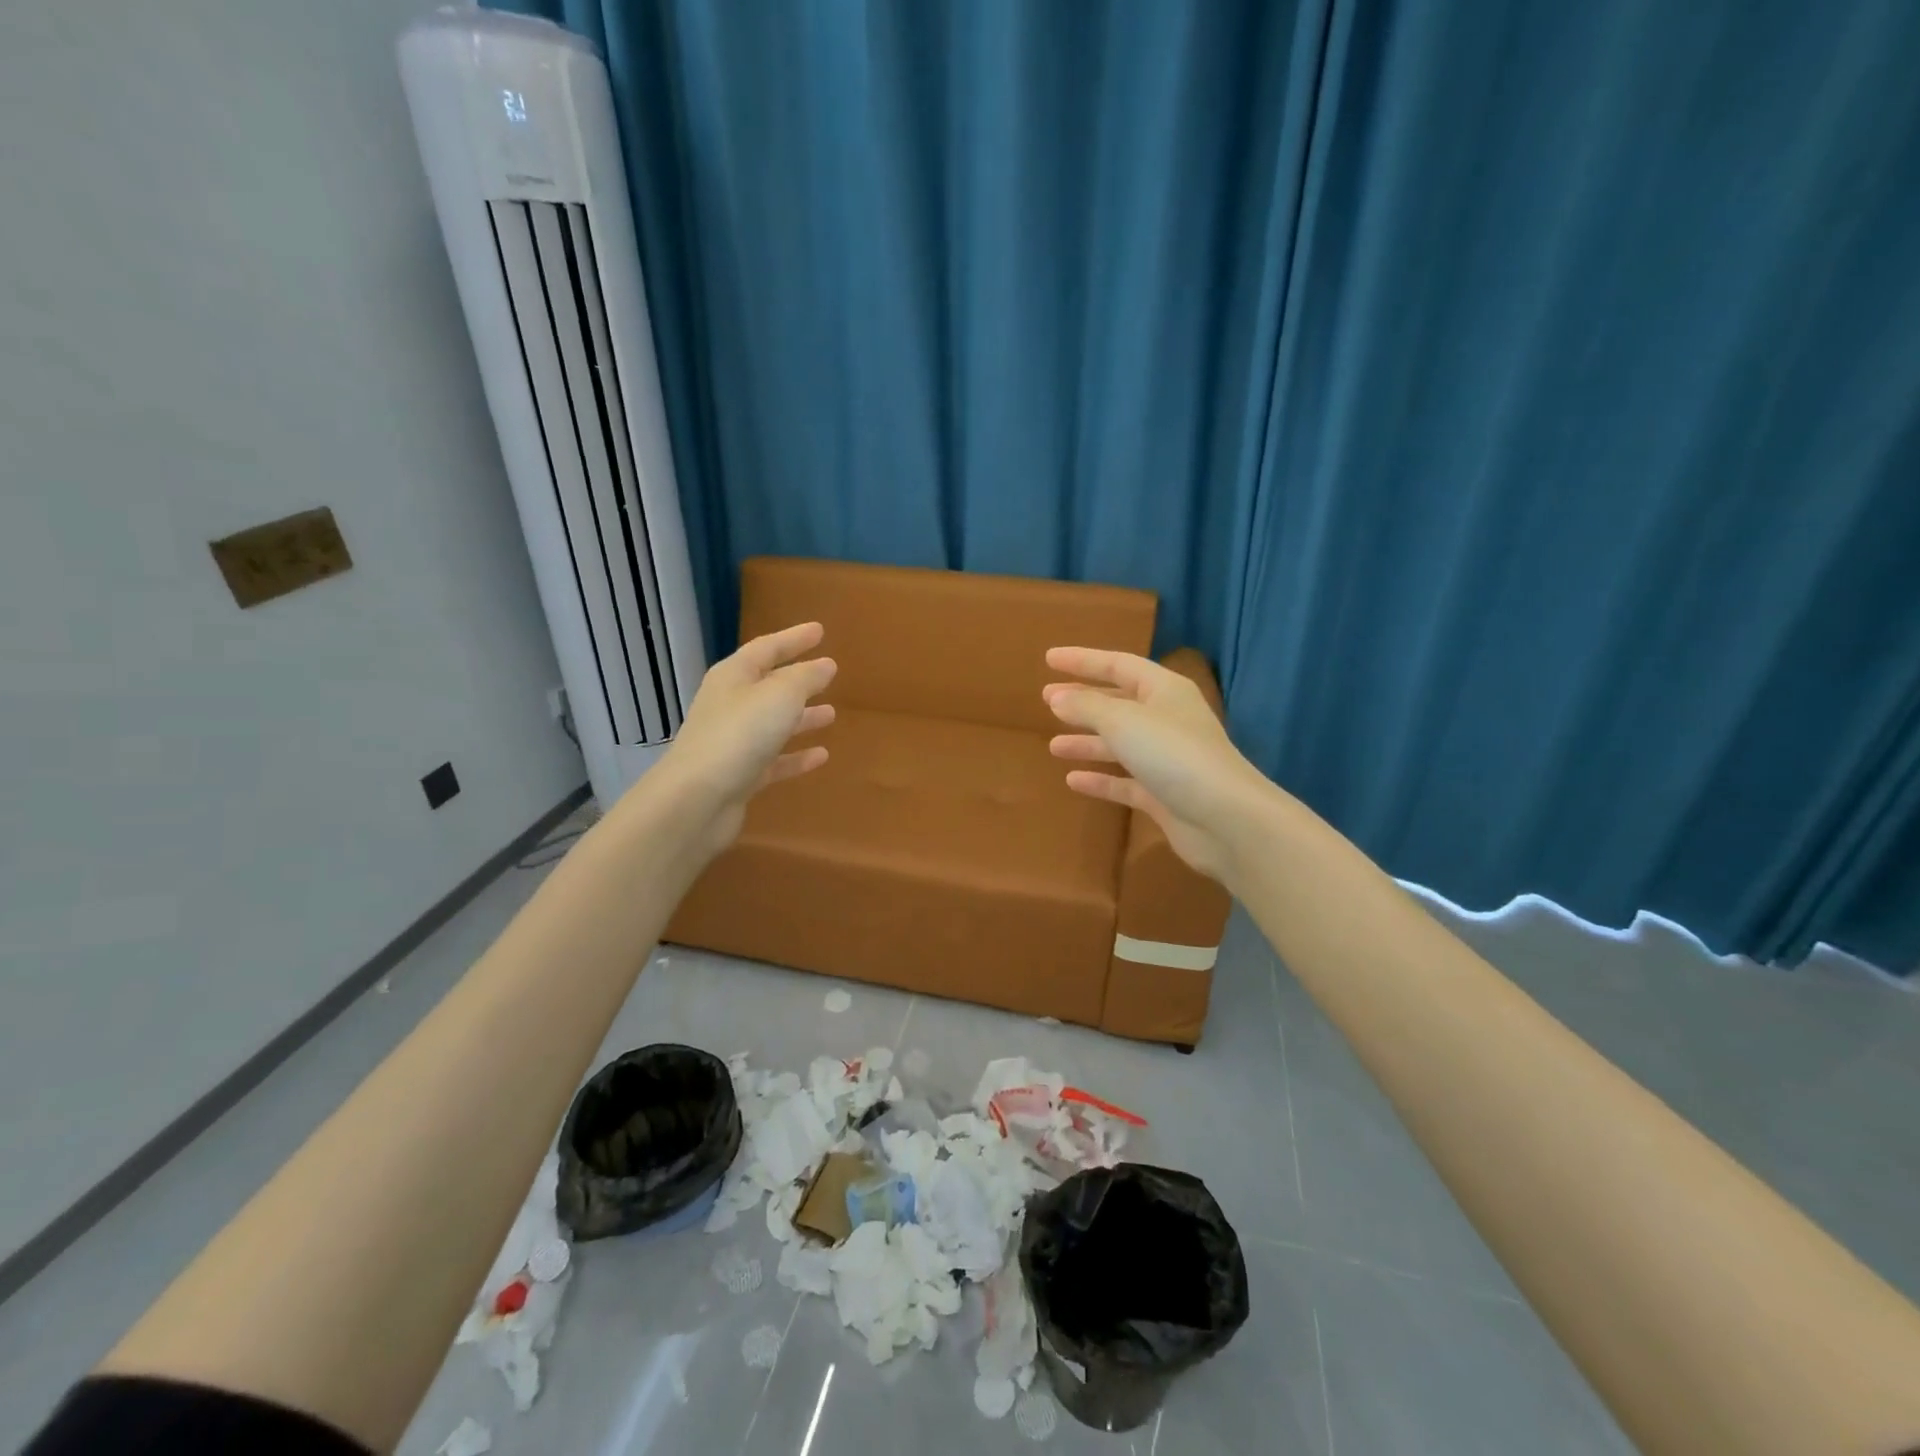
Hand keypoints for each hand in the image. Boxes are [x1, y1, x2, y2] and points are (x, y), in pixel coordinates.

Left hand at [655, 622, 836, 857]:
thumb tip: (825, 665)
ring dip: (802, 717)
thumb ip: (806, 678)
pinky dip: (797, 756)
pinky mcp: (740, 775)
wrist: (697, 799)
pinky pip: (775, 760)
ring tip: (831, 714)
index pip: (767, 648)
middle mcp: (730, 705)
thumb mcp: (780, 696)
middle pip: (769, 686)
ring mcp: (734, 742)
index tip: (820, 631)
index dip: (794, 638)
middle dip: (799, 680)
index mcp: (733, 677)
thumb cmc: (740, 734)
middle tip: (829, 673)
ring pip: (774, 724)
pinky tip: (822, 756)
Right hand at [1042, 647, 1269, 882]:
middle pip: (1119, 704)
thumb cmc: (1173, 755)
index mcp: (1164, 691)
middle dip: (1084, 701)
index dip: (1083, 660)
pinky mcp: (1164, 795)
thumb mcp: (1123, 721)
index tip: (1049, 659)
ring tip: (1053, 746)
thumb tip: (1058, 697)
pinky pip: (1125, 782)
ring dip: (1088, 742)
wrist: (1225, 818)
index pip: (1119, 665)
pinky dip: (1101, 779)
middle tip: (1047, 700)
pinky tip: (1073, 780)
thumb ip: (1086, 707)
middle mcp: (1167, 720)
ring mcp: (1167, 760)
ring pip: (1120, 744)